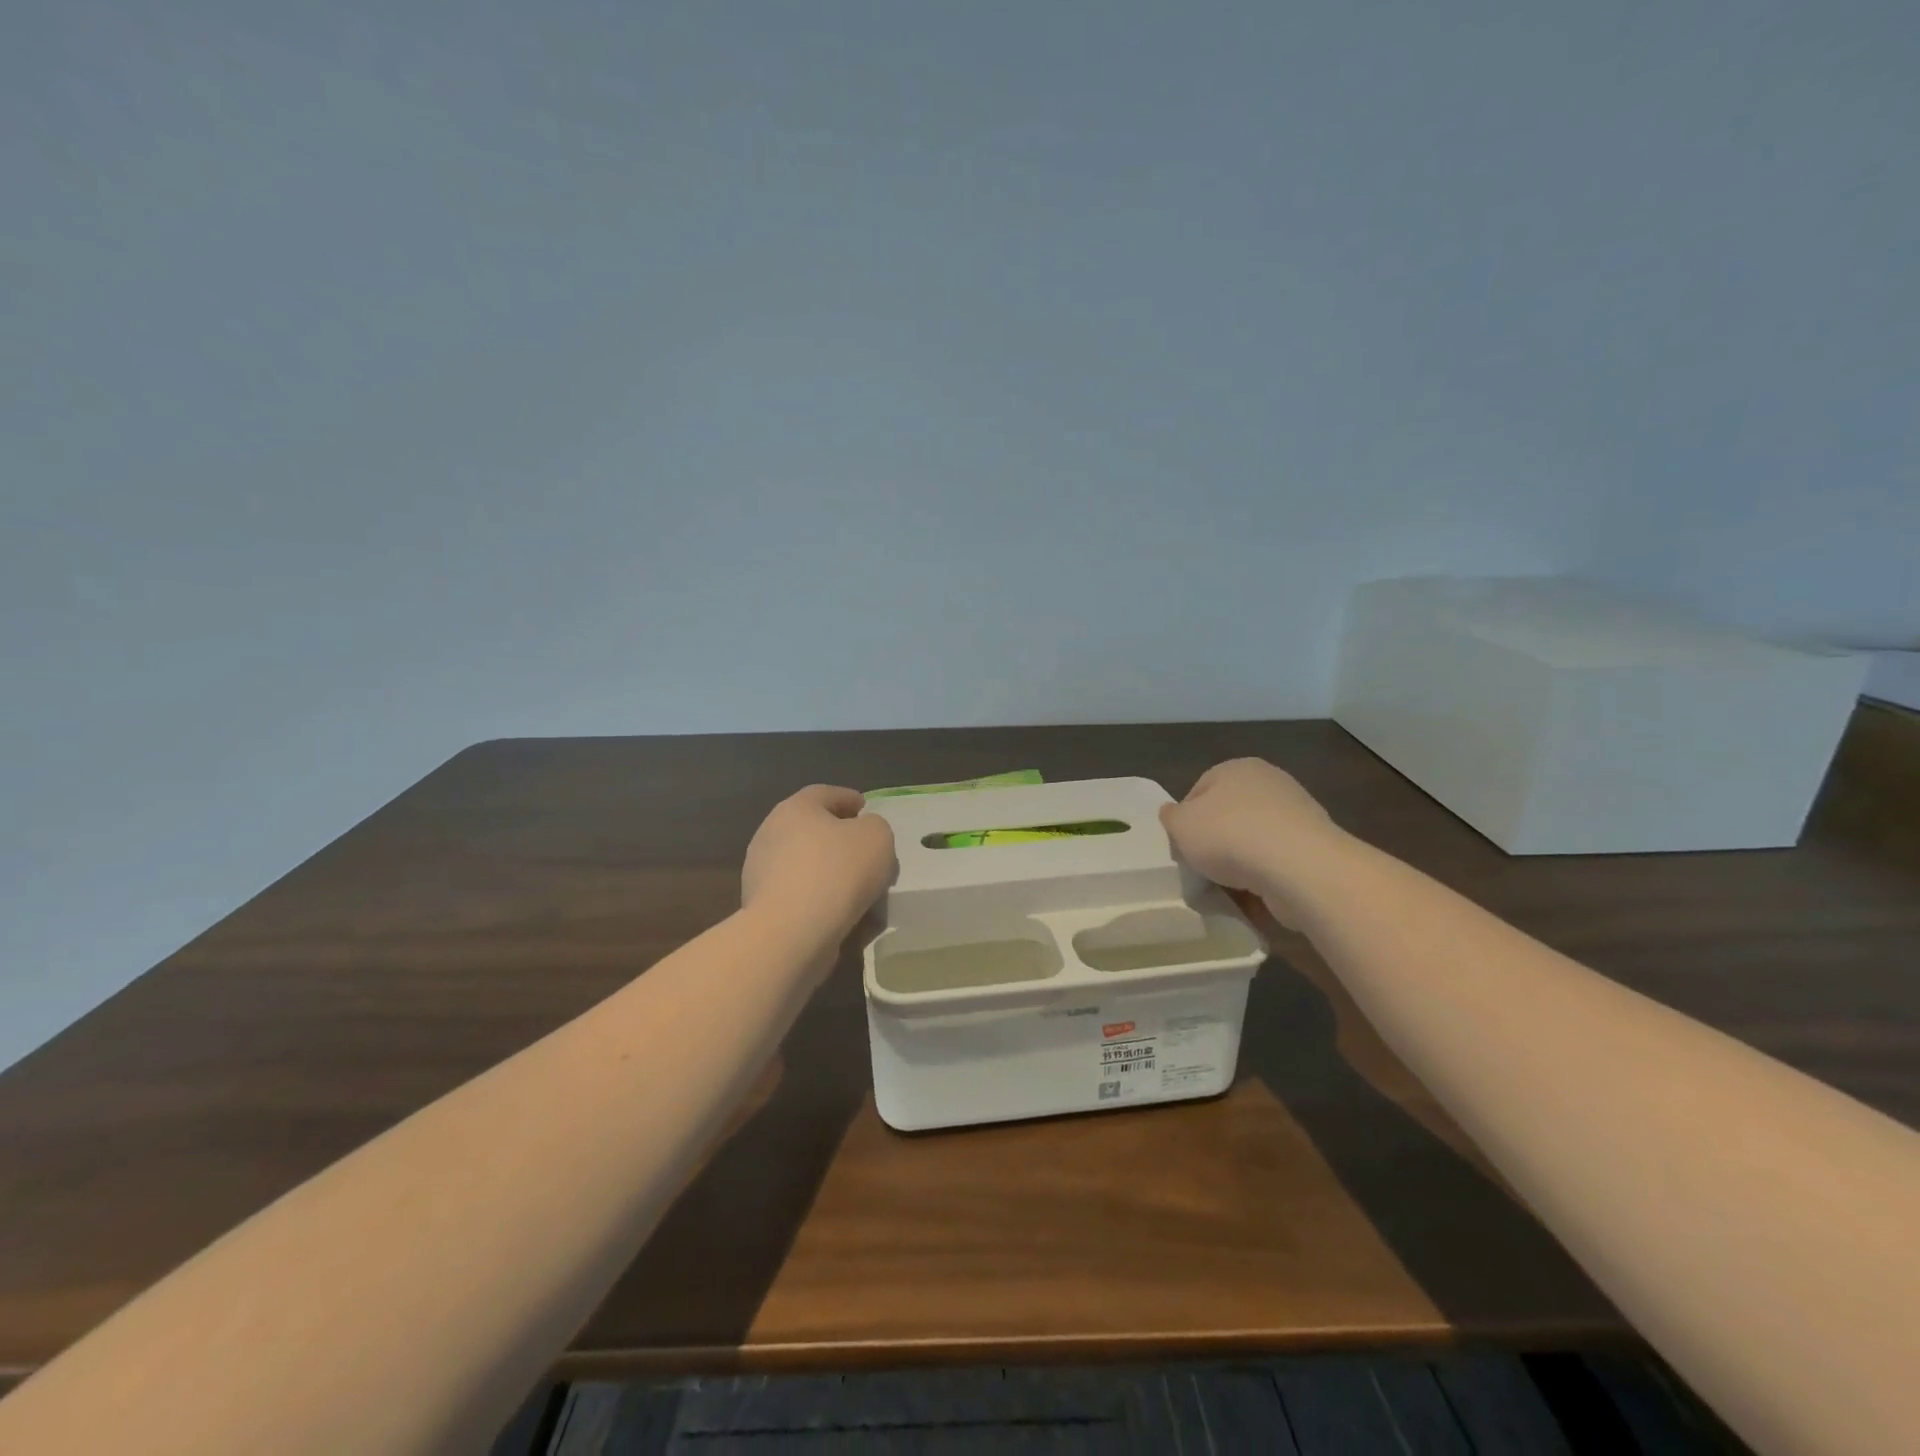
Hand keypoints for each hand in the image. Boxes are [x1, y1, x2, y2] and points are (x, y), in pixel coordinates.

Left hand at [741, 785, 896, 940]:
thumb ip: (874, 827)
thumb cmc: (837, 871)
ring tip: (861, 891)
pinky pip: (801, 897)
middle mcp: (771, 835)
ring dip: (832, 874)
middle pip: (812, 830)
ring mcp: (761, 873)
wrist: (792, 932)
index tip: (865, 808)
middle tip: (867, 852)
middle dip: (840, 840)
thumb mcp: (876, 837)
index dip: (848, 798)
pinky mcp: (762, 909)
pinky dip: (821, 901)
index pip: (824, 794)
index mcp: (794, 809)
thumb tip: (862, 834)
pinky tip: (844, 915)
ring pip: (807, 866)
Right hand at [1159, 759, 1342, 918]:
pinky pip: (1279, 860)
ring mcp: (1297, 812)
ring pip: (1254, 839)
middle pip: (1229, 814)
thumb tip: (1173, 813)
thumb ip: (1171, 817)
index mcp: (1237, 767)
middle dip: (1216, 841)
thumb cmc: (1229, 836)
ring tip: (1230, 886)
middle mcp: (1270, 782)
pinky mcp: (1315, 844)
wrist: (1299, 867)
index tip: (1182, 847)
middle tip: (1203, 867)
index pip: (1199, 790)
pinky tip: (1257, 893)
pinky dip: (1267, 875)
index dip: (1186, 821)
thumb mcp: (1180, 825)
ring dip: (1242, 861)